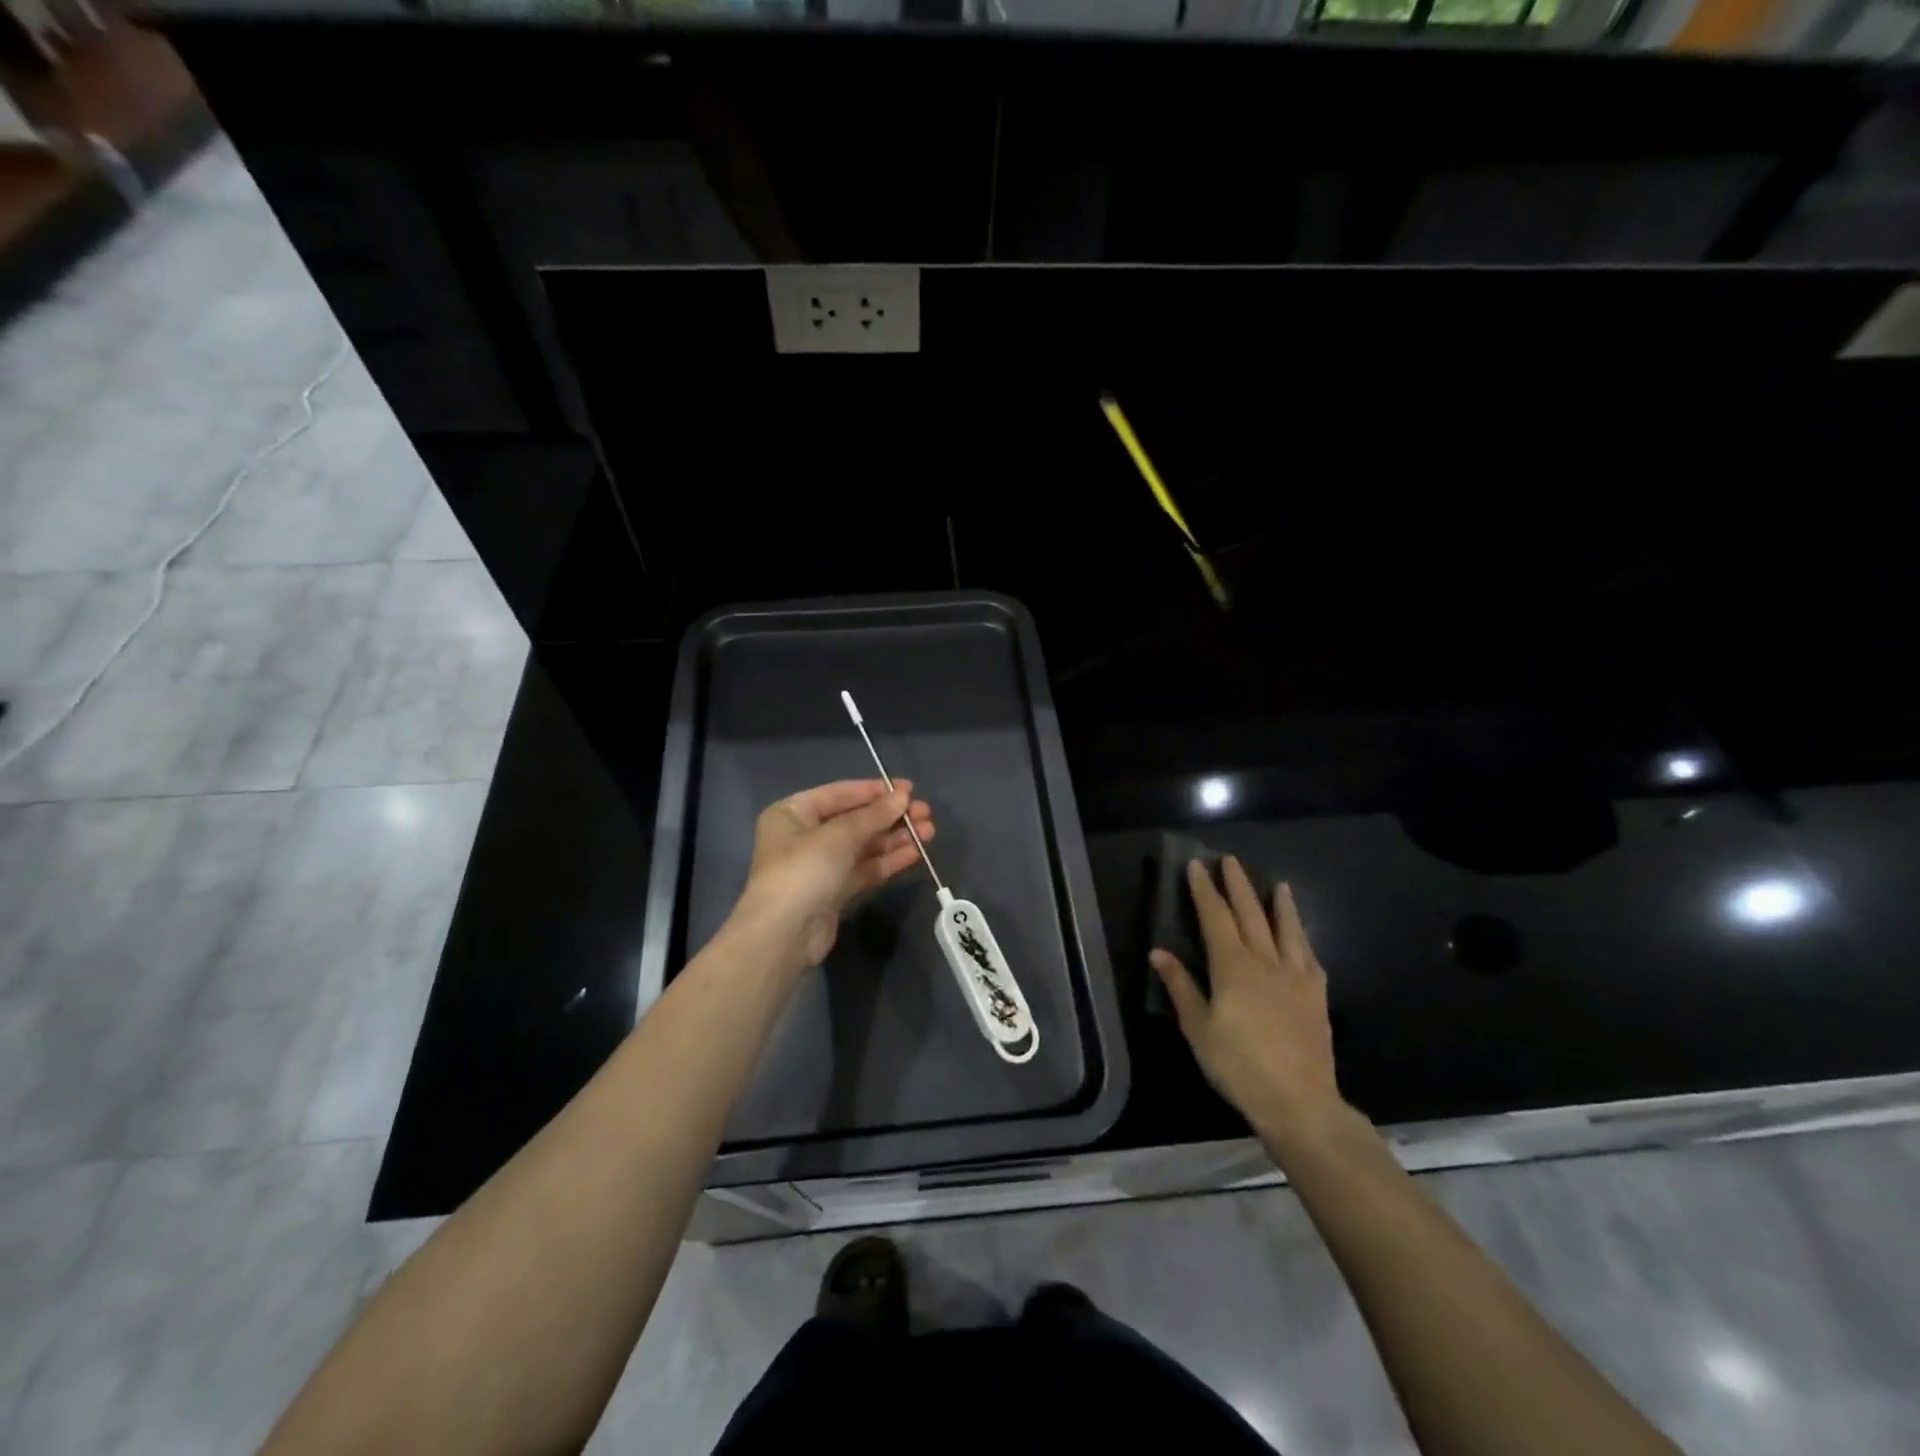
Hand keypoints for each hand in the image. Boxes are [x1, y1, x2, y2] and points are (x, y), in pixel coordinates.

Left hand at [733, 779, 935, 973]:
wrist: (784, 935)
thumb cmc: (804, 871)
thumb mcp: (839, 836)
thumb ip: (873, 815)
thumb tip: (903, 796)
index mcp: (793, 813)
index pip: (840, 794)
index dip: (875, 790)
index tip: (909, 789)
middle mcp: (804, 836)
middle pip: (854, 820)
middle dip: (890, 816)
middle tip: (925, 813)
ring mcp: (820, 866)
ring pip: (863, 845)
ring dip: (894, 838)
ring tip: (928, 831)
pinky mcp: (834, 892)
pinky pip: (864, 869)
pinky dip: (887, 860)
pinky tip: (914, 853)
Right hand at [1151, 857, 1340, 1142]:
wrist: (1299, 1101)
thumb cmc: (1238, 1066)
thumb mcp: (1198, 1029)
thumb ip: (1180, 987)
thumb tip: (1158, 952)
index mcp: (1233, 967)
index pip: (1215, 918)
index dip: (1205, 890)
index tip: (1197, 865)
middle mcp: (1266, 962)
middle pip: (1251, 915)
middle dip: (1238, 885)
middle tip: (1231, 860)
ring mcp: (1296, 978)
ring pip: (1288, 931)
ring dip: (1281, 905)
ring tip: (1279, 884)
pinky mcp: (1316, 997)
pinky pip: (1310, 958)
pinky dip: (1303, 940)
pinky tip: (1302, 938)